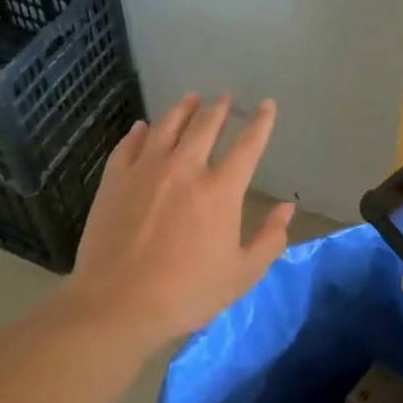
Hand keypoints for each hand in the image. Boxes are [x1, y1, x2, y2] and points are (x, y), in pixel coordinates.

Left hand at [67, 93, 292, 346]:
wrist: (116, 304)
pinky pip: (129, 144)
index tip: (266, 105)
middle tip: (224, 98)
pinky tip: (143, 127)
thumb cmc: (186, 294)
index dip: (261, 122)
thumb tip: (287, 208)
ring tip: (190, 99)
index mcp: (220, 190)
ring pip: (167, 125)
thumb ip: (269, 239)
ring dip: (182, 109)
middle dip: (219, 108)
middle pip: (205, 125)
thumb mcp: (241, 275)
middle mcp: (185, 168)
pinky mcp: (115, 179)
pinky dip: (140, 132)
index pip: (248, 145)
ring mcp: (146, 170)